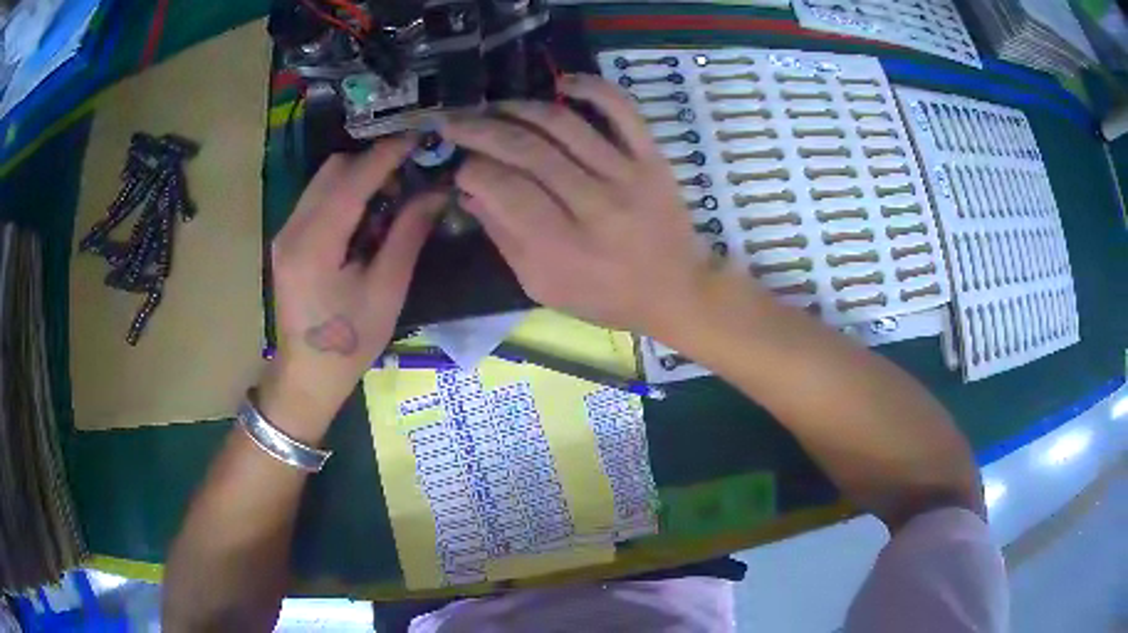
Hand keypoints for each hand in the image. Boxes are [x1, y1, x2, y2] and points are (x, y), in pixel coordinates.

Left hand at [263, 137, 439, 436]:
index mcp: (315, 244)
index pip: (353, 179)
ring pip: (323, 180)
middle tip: (408, 177)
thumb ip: (407, 234)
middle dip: (372, 162)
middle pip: (333, 169)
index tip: (420, 136)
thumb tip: (436, 191)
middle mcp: (293, 229)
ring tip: (391, 197)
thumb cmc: (350, 342)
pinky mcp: (287, 240)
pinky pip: (317, 198)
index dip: (387, 154)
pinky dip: (344, 194)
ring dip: (358, 176)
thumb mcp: (387, 291)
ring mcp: (285, 233)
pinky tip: (365, 216)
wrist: (307, 376)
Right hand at [440, 74, 716, 335]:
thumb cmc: (605, 297)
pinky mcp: (652, 157)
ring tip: (494, 107)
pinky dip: (592, 87)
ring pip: (563, 123)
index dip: (472, 169)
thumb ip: (504, 238)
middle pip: (526, 149)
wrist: (677, 290)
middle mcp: (594, 204)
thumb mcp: (543, 286)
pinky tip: (563, 83)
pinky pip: (622, 109)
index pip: (504, 189)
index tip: (459, 165)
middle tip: (455, 122)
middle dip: (480, 129)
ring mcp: (627, 174)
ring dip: (519, 107)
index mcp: (562, 247)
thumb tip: (469, 190)